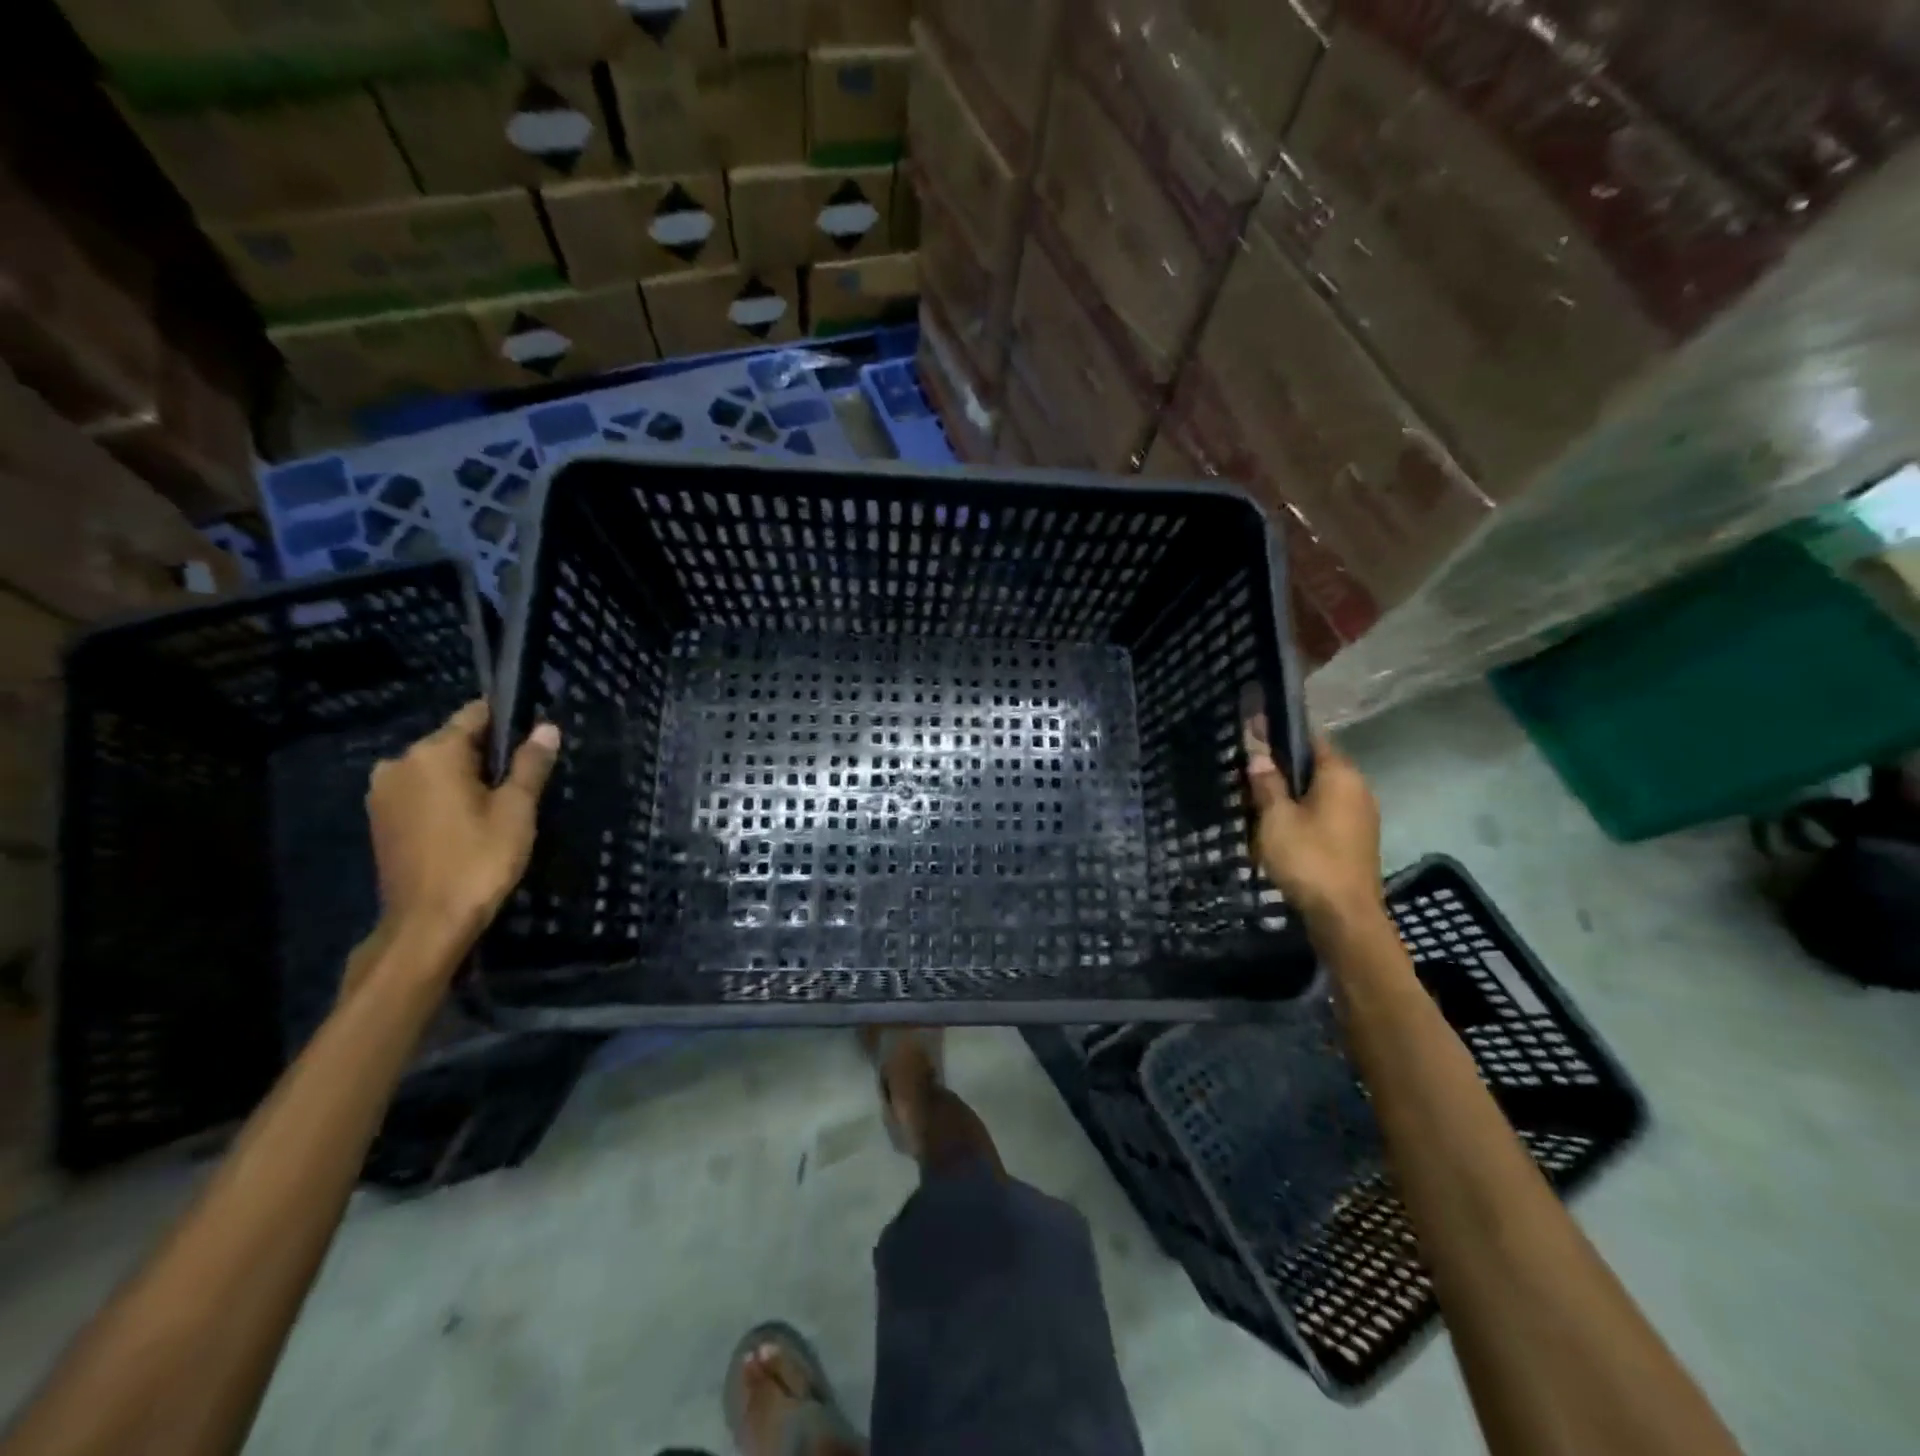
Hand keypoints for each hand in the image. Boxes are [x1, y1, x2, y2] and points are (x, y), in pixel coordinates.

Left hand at [366, 700, 560, 946]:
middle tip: (522, 781)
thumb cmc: (479, 860)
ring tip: (498, 805)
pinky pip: (420, 791)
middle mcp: (399, 762)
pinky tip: (468, 822)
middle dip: (487, 754)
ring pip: (436, 769)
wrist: (428, 923)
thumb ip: (530, 764)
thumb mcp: (516, 809)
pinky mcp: (380, 819)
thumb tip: (547, 728)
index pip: (475, 715)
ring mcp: (383, 792)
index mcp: (434, 753)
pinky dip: (445, 797)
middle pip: (454, 742)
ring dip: (465, 778)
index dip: (508, 721)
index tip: (534, 737)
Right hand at [1246, 722, 1384, 928]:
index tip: (1253, 728)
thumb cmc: (1308, 859)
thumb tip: (1259, 757)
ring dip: (1292, 792)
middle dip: (1284, 766)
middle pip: (1316, 765)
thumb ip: (1267, 784)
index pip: (1310, 738)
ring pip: (1320, 792)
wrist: (1345, 917)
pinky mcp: (1357, 840)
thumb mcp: (1276, 818)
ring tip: (1258, 801)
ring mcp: (1361, 816)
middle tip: (1249, 771)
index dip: (1280, 732)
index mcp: (1340, 775)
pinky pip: (1326, 813)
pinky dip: (1304, 812)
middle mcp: (1358, 788)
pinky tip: (1281, 827)